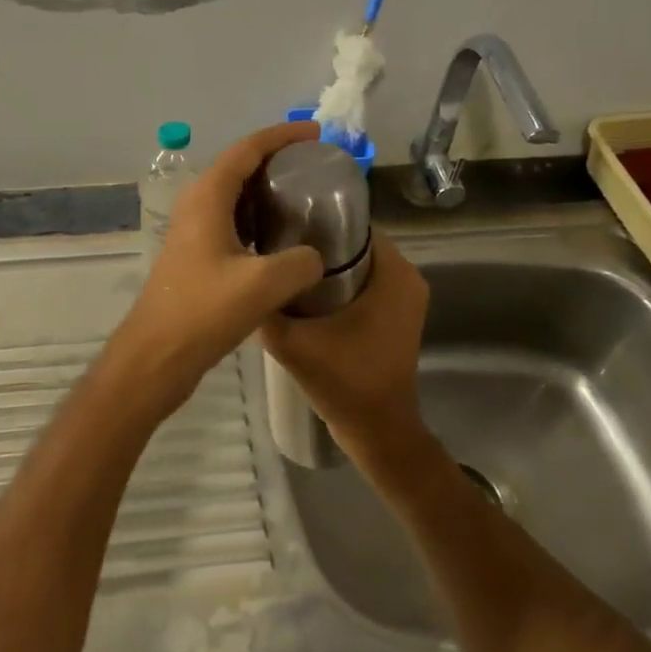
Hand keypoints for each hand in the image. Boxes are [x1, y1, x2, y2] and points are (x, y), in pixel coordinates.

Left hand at [109, 123, 327, 414]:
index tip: (315, 133)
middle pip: (239, 166)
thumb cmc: (203, 312)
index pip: (247, 149)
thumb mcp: (263, 285)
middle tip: (315, 164)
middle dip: (277, 158)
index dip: (282, 136)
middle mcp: (197, 205)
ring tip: (304, 194)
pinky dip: (257, 217)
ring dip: (266, 189)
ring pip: (234, 195)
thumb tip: (315, 257)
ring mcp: (193, 231)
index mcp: (207, 197)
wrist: (156, 355)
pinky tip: (281, 236)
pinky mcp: (195, 255)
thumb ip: (300, 263)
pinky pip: (231, 221)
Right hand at [261, 228, 431, 462]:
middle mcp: (408, 278)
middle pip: (356, 244)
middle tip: (274, 246)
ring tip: (284, 267)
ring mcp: (405, 299)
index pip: (355, 225)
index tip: (281, 223)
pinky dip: (339, 284)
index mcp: (395, 273)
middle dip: (317, 242)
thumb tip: (242, 278)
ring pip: (360, 265)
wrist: (376, 431)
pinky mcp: (397, 316)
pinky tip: (303, 293)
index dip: (317, 220)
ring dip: (326, 265)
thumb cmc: (344, 381)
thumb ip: (266, 308)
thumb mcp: (293, 343)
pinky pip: (365, 284)